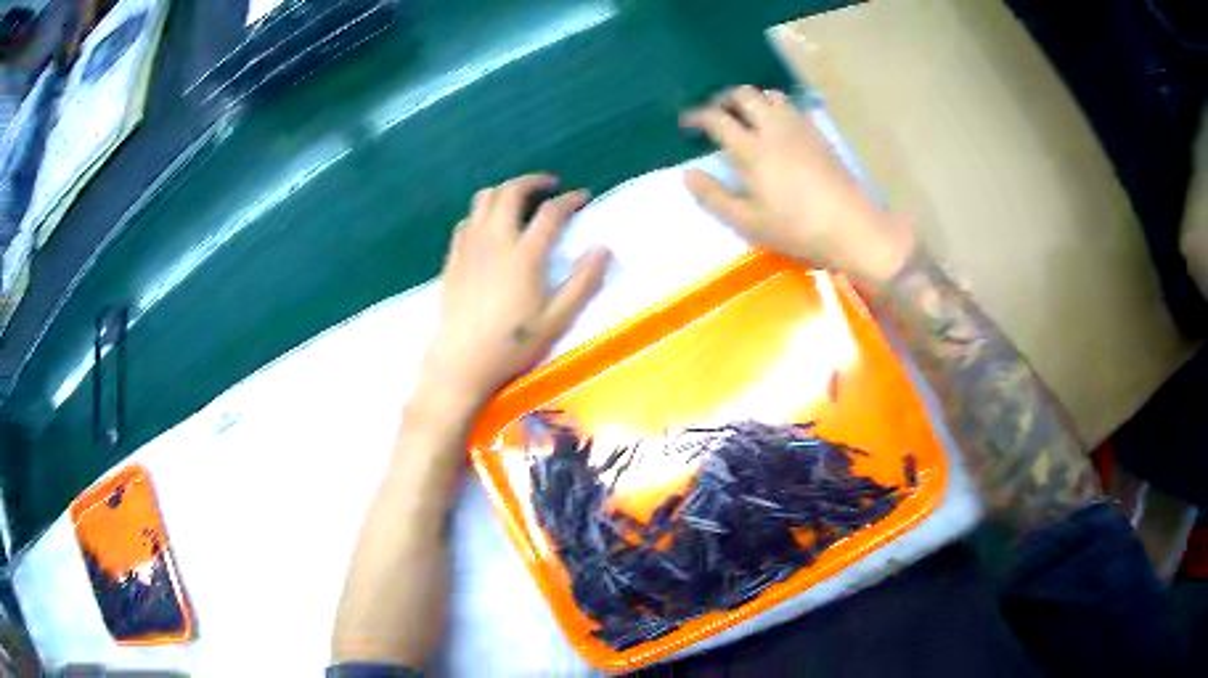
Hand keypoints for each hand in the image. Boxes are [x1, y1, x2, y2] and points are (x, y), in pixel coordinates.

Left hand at [417, 174, 611, 412]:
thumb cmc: (512, 345)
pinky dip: (484, 211)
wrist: (460, 362)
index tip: (583, 197)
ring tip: (521, 200)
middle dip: (533, 181)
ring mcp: (470, 246)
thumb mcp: (557, 320)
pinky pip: (468, 219)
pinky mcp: (453, 257)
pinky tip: (491, 226)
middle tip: (550, 186)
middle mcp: (495, 241)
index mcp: (525, 255)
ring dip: (506, 191)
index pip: (551, 212)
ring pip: (484, 199)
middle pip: (511, 192)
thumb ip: (583, 282)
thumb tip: (604, 248)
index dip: (570, 199)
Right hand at [682, 86, 914, 286]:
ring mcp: (799, 127)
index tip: (686, 124)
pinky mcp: (817, 133)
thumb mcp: (748, 222)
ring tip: (745, 116)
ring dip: (751, 99)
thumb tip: (688, 174)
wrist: (851, 226)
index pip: (717, 118)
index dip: (697, 116)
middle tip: (716, 114)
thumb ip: (714, 197)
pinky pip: (791, 106)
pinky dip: (775, 106)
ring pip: (769, 95)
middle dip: (723, 99)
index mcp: (751, 149)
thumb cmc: (796, 228)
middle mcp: (773, 128)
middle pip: (743, 95)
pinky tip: (776, 125)